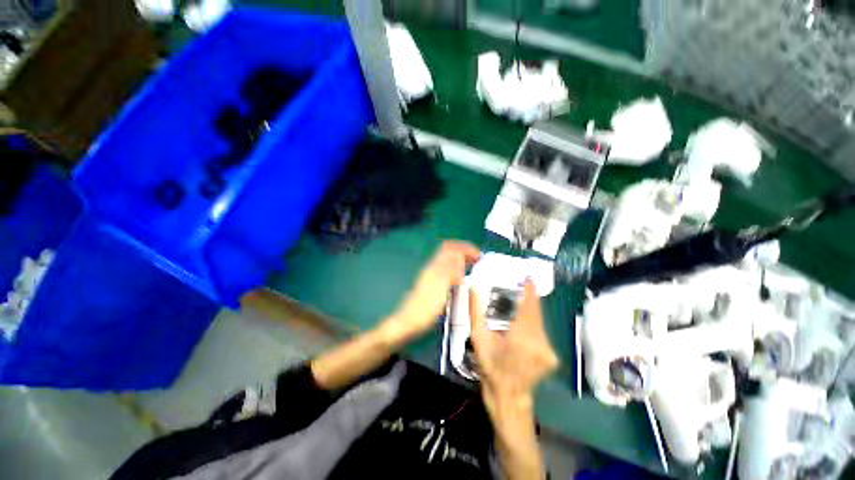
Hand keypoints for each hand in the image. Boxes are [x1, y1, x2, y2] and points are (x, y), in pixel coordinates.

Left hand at [383, 241, 480, 343]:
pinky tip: (463, 277)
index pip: (451, 247)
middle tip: (478, 259)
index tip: (478, 255)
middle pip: (450, 251)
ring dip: (462, 259)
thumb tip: (460, 256)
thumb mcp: (440, 288)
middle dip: (465, 252)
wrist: (410, 322)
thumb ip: (451, 271)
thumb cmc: (426, 308)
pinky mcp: (434, 284)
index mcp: (436, 267)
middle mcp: (433, 268)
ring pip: (449, 260)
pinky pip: (448, 270)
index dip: (465, 247)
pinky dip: (458, 268)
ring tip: (473, 265)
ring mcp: (433, 275)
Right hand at [469, 281, 558, 404]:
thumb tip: (473, 288)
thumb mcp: (478, 339)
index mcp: (522, 338)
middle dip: (528, 300)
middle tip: (519, 288)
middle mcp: (540, 342)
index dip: (530, 291)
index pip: (529, 307)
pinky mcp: (552, 355)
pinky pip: (541, 332)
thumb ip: (475, 311)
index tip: (528, 278)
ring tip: (518, 304)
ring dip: (529, 312)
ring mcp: (549, 350)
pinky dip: (532, 324)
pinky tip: (521, 325)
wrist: (508, 397)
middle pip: (536, 313)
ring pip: (539, 322)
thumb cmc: (490, 367)